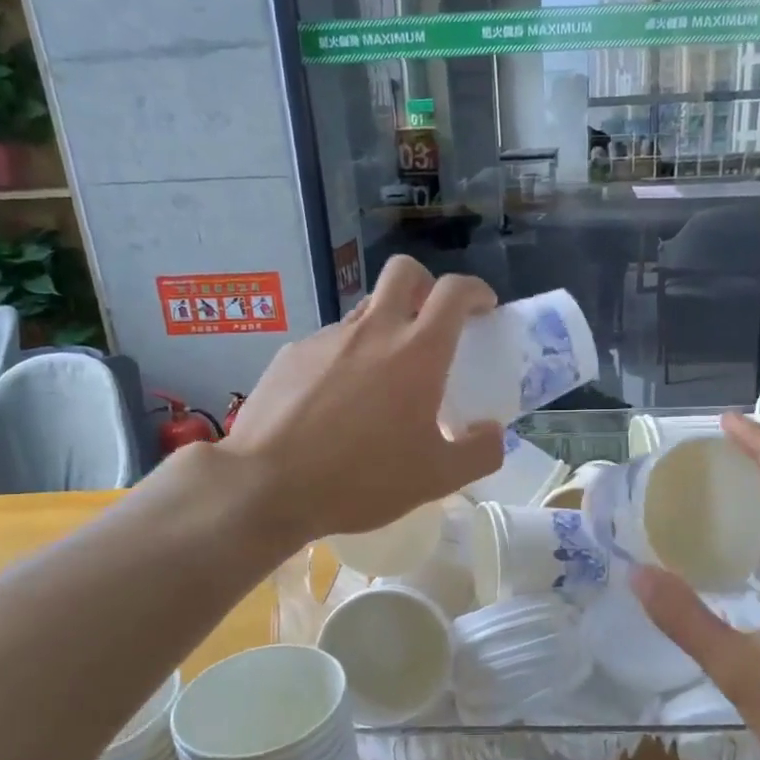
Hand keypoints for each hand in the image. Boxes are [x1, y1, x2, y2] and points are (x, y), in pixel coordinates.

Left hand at [214, 257, 504, 542]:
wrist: (266, 486)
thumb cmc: (362, 480)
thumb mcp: (437, 478)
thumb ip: (480, 452)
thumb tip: (493, 431)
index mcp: (417, 352)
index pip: (454, 292)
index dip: (475, 291)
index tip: (483, 307)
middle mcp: (373, 331)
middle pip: (403, 272)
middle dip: (426, 284)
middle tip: (432, 322)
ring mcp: (326, 339)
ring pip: (364, 310)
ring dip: (384, 326)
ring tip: (381, 377)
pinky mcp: (290, 355)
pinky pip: (329, 343)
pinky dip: (345, 359)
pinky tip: (335, 403)